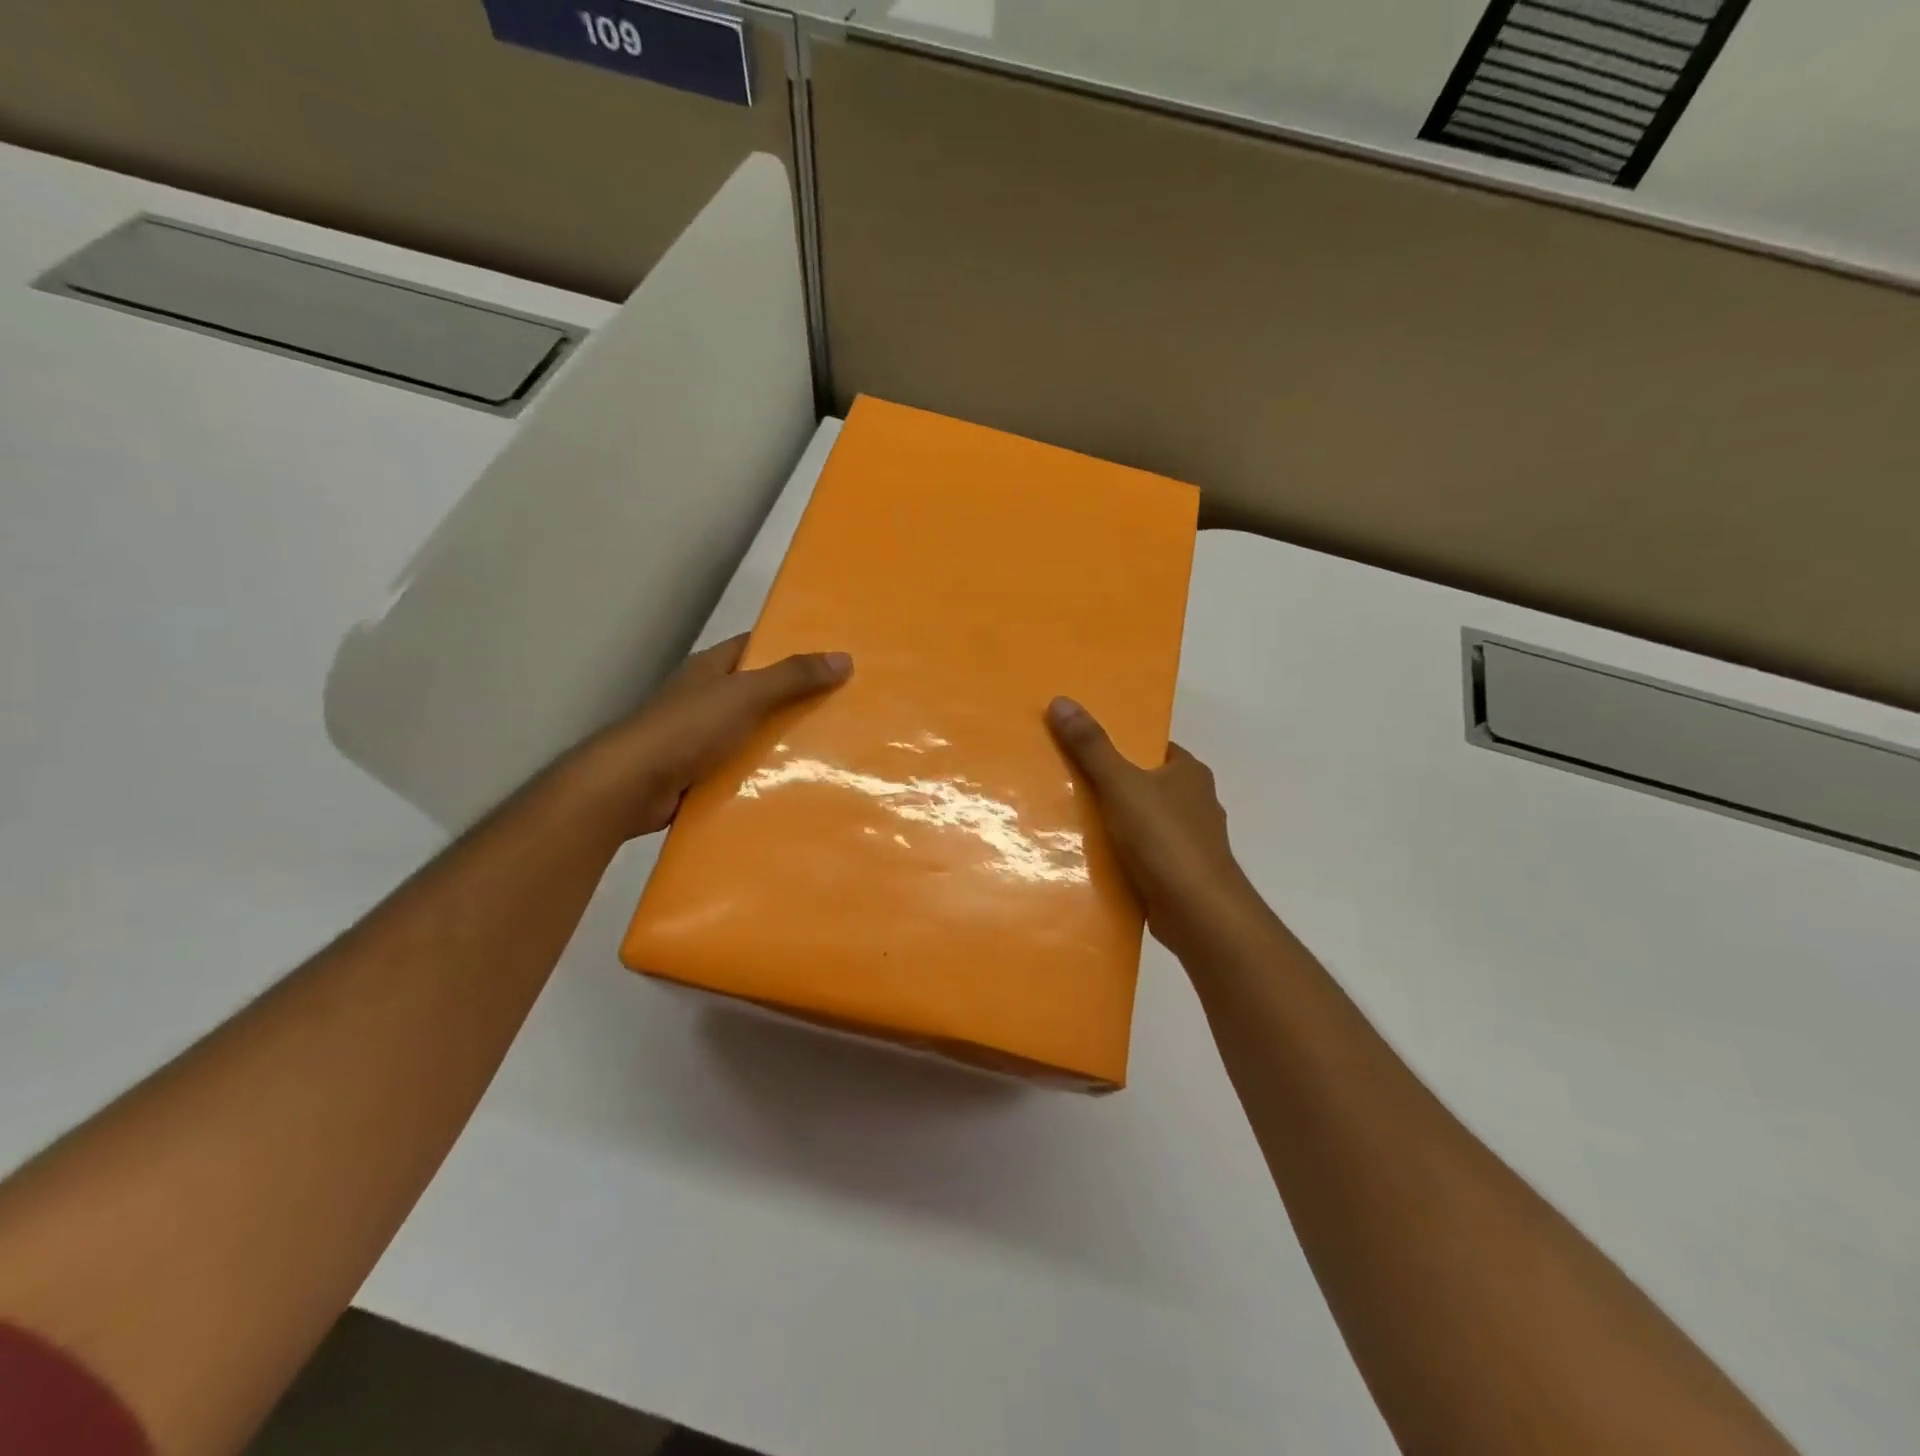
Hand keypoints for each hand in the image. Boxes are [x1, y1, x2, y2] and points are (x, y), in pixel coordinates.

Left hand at [573, 635, 851, 841]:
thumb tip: (844, 657)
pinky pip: (739, 768)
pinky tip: (794, 782)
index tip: (830, 658)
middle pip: (757, 692)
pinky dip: (762, 774)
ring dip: (780, 741)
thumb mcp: (746, 694)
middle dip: (794, 699)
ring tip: (831, 748)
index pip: (754, 648)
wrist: (632, 786)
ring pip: (750, 733)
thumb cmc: (688, 729)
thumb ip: (793, 677)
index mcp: (710, 669)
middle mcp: (704, 698)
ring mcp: (698, 738)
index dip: (789, 648)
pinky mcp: (697, 773)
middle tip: (842, 707)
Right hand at [1047, 697, 1258, 953]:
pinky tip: (1088, 857)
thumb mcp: (1121, 784)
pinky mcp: (1178, 874)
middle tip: (1064, 779)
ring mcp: (1188, 841)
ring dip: (1113, 822)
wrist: (1199, 913)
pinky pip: (1142, 854)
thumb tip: (1061, 700)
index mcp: (1189, 773)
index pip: (1152, 747)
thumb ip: (1092, 746)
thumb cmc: (1165, 839)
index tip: (1082, 744)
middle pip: (1144, 783)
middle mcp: (1194, 803)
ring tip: (1067, 818)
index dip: (1121, 743)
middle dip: (1110, 783)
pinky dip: (1120, 854)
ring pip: (1142, 821)